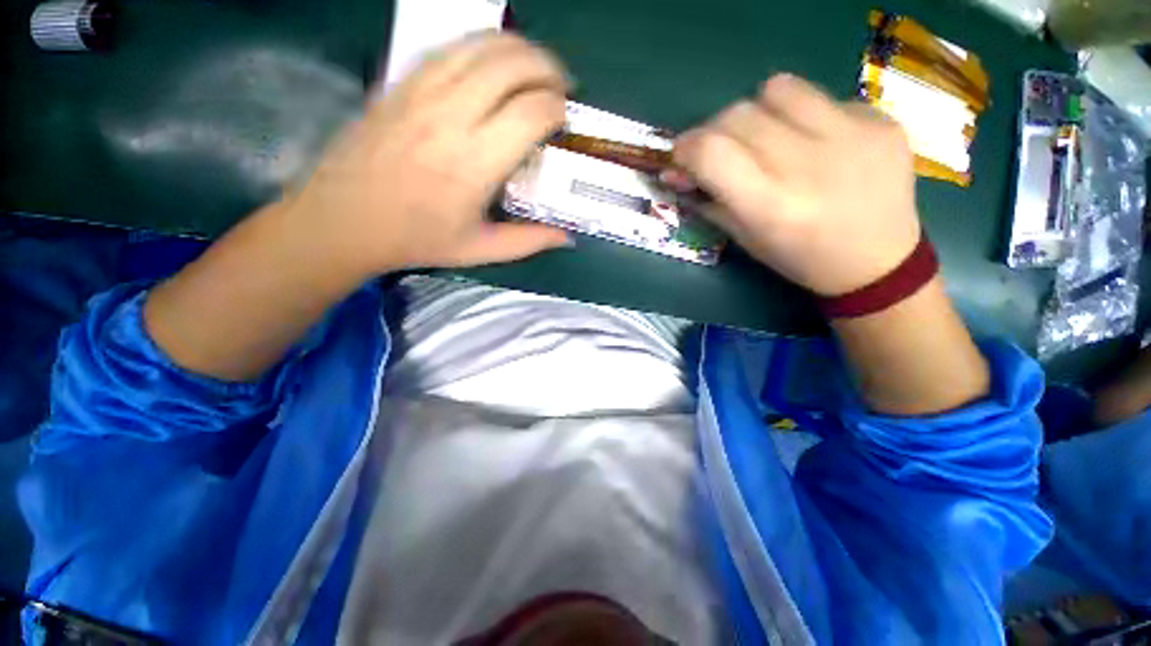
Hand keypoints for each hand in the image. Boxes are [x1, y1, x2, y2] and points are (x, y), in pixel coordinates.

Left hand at [281, 33, 570, 276]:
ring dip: (519, 49)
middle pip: (512, 64)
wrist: (344, 219)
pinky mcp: (402, 82)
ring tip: (535, 68)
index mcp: (475, 162)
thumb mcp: (480, 249)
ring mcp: (422, 91)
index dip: (559, 109)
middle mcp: (451, 116)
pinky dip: (483, 47)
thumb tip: (567, 237)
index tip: (565, 121)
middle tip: (560, 88)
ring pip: (482, 44)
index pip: (532, 112)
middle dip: (548, 69)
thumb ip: (528, 241)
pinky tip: (494, 63)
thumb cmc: (417, 239)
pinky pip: (452, 47)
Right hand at [672, 74, 920, 296]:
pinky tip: (816, 143)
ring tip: (768, 136)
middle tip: (721, 150)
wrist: (879, 261)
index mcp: (770, 206)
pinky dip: (803, 116)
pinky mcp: (880, 120)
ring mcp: (852, 136)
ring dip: (759, 111)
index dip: (687, 147)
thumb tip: (676, 172)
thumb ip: (709, 201)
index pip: (711, 151)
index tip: (682, 155)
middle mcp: (808, 165)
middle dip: (716, 131)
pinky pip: (822, 97)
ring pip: (778, 89)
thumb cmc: (800, 259)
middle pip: (738, 115)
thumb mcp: (746, 240)